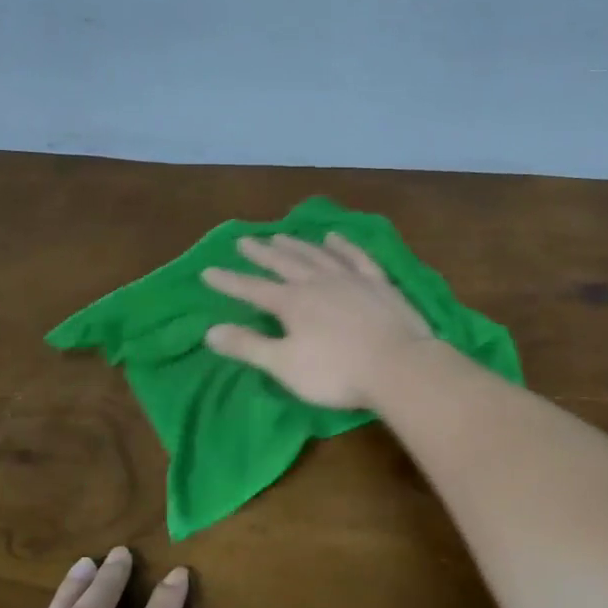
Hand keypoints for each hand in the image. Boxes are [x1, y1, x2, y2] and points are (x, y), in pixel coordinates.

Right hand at [201, 233, 433, 408]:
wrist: (399, 366)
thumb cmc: (337, 372)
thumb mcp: (285, 365)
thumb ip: (248, 346)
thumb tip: (210, 331)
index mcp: (293, 303)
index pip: (253, 289)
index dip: (229, 282)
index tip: (208, 271)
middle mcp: (318, 282)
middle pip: (284, 263)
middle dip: (261, 253)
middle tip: (244, 241)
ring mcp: (351, 279)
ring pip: (317, 255)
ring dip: (297, 245)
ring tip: (280, 235)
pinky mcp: (379, 284)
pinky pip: (356, 257)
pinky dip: (343, 246)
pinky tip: (334, 238)